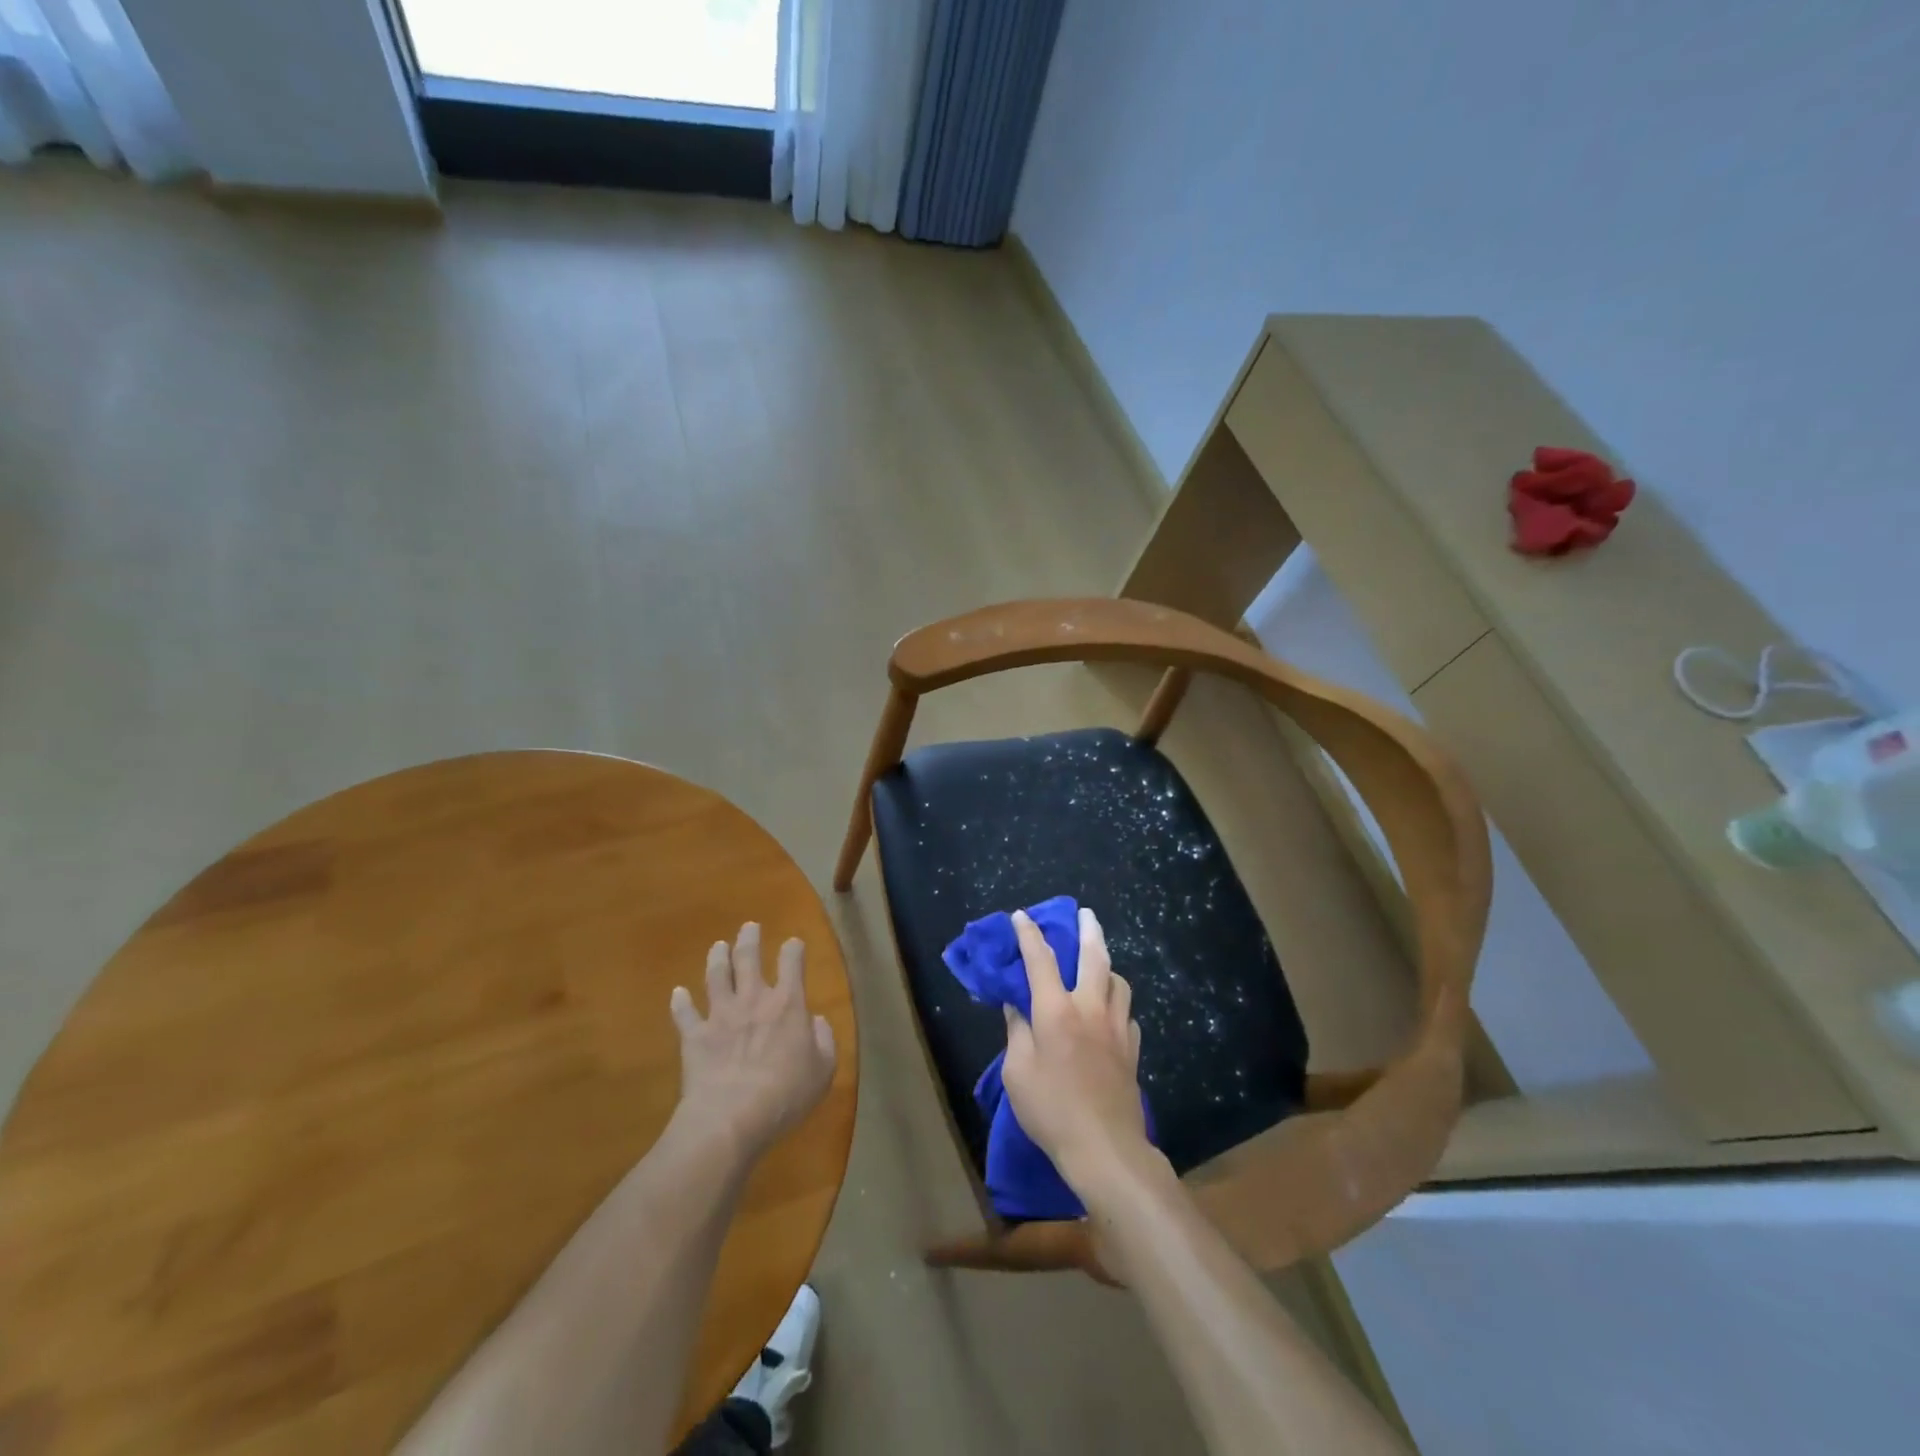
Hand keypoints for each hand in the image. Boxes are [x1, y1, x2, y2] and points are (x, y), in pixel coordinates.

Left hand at [670, 923, 836, 1159]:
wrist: (731, 1117)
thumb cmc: (785, 1094)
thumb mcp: (823, 1070)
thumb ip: (824, 1040)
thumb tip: (816, 1021)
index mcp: (787, 1005)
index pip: (792, 964)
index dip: (793, 950)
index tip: (793, 943)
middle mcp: (753, 1000)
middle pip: (748, 959)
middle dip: (749, 940)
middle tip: (749, 927)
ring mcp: (720, 1015)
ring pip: (716, 976)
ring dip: (717, 958)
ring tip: (718, 946)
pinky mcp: (694, 1036)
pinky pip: (684, 1014)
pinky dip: (680, 1002)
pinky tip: (677, 993)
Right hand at [1001, 908, 1155, 1195]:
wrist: (1105, 1148)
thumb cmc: (1051, 1110)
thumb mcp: (1017, 1072)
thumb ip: (1016, 1032)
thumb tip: (1016, 1005)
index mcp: (1056, 1010)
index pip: (1040, 959)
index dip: (1029, 934)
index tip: (1021, 916)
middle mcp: (1090, 1008)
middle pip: (1094, 956)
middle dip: (1088, 930)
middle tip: (1085, 913)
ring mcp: (1117, 1027)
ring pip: (1118, 982)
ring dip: (1107, 966)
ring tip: (1099, 965)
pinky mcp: (1133, 1049)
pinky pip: (1127, 1014)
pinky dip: (1117, 1005)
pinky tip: (1110, 1015)